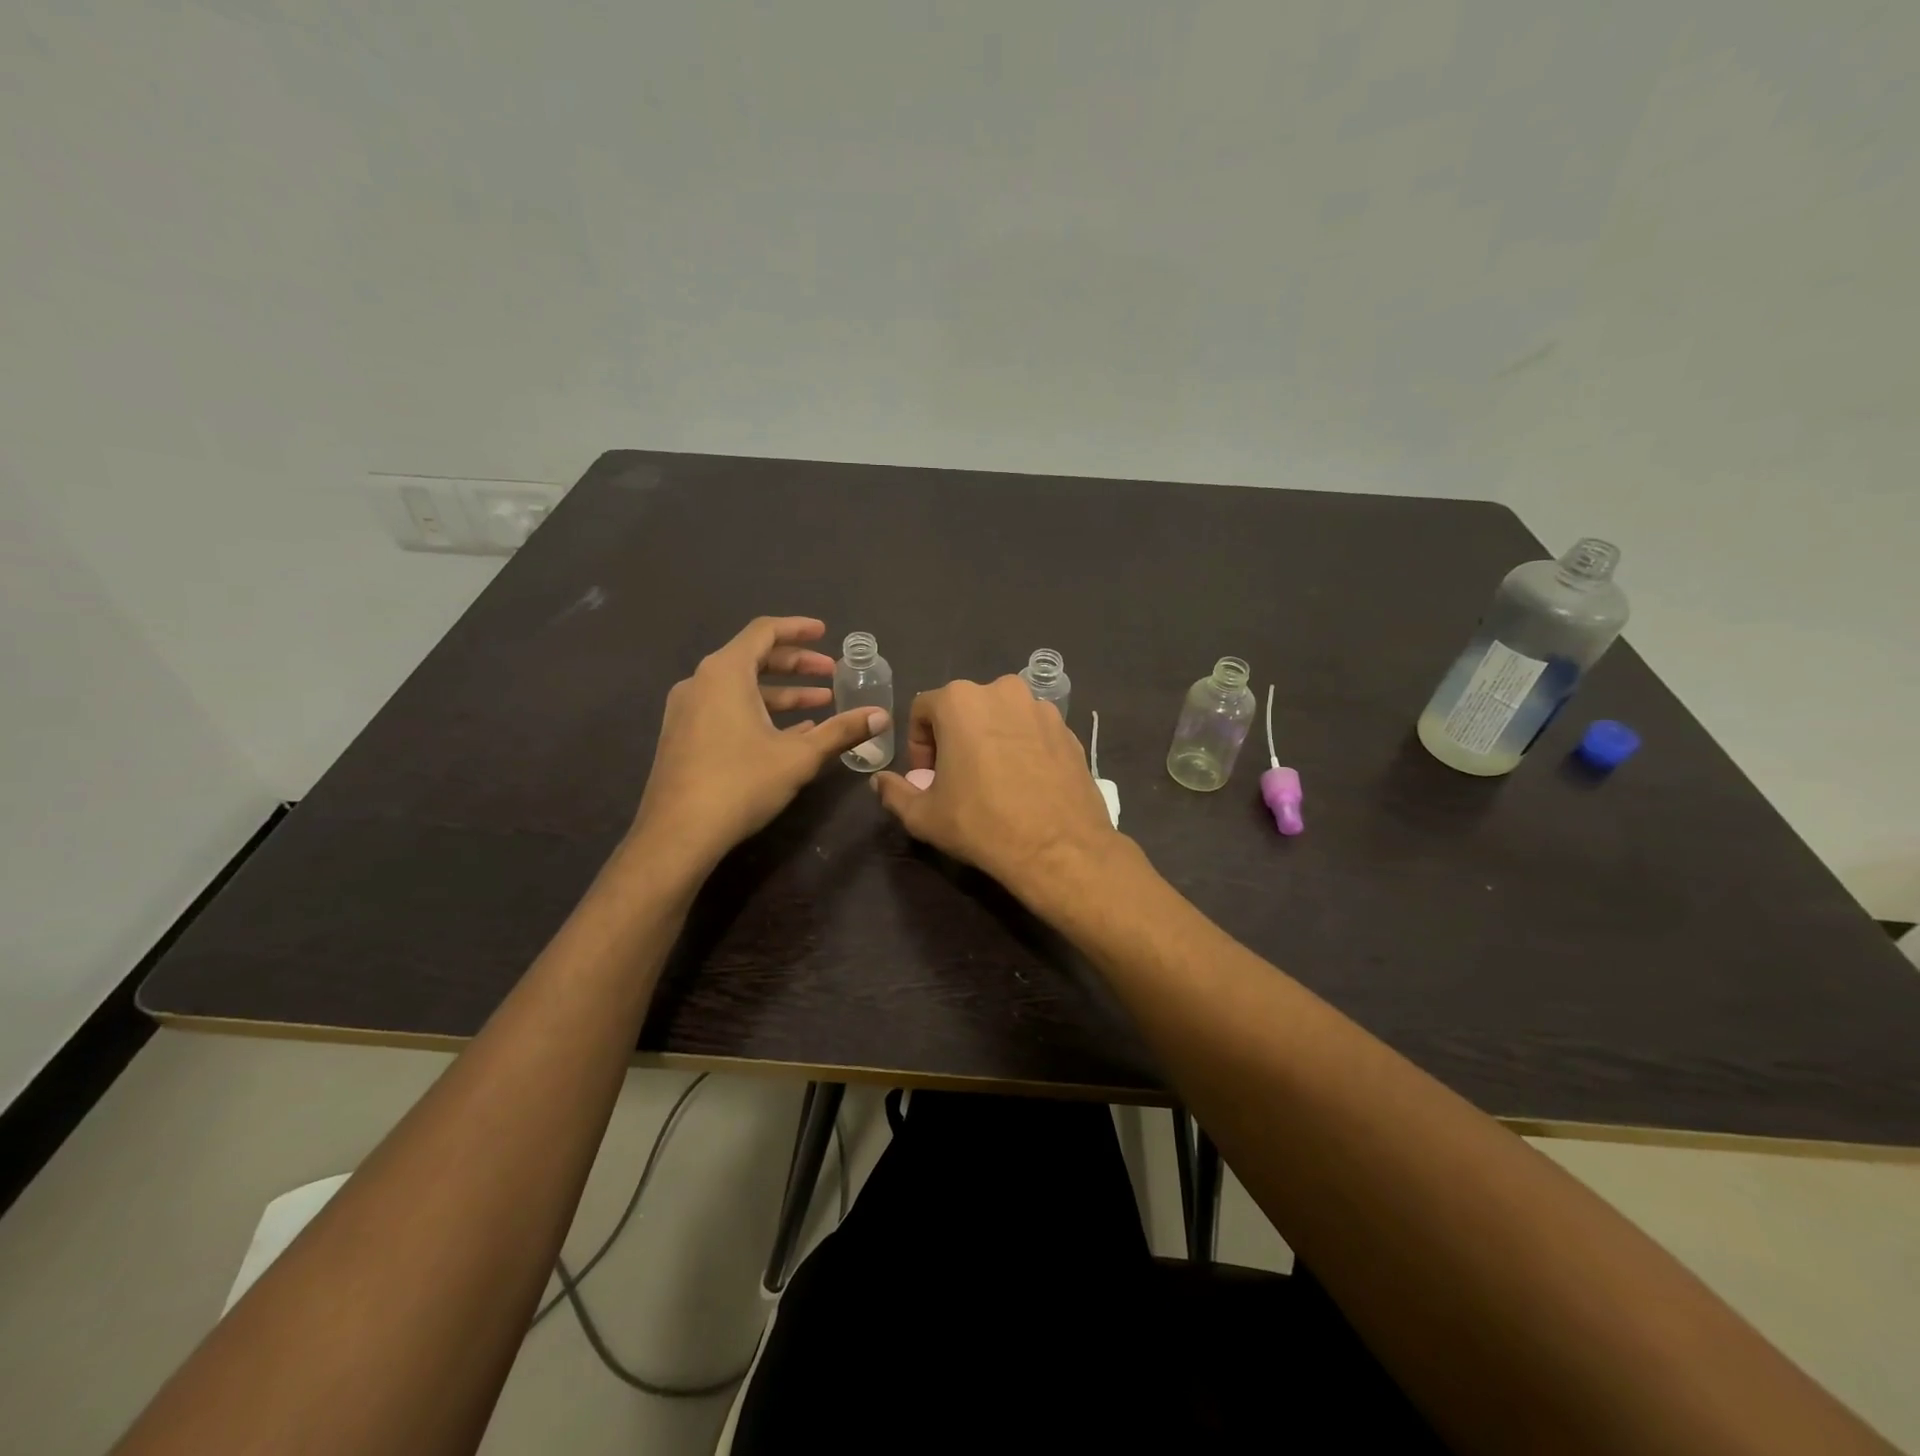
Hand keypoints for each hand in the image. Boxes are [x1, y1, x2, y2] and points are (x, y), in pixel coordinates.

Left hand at [630, 617, 886, 870]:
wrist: (677, 834)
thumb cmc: (740, 783)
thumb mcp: (799, 756)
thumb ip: (841, 731)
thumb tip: (882, 716)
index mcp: (725, 673)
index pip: (764, 632)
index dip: (798, 629)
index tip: (825, 633)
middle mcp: (700, 682)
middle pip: (753, 658)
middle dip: (796, 664)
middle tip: (831, 673)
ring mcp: (686, 710)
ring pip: (740, 688)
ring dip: (781, 692)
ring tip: (819, 706)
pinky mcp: (682, 736)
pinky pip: (726, 709)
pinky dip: (759, 712)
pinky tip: (788, 734)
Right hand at [871, 677, 1120, 903]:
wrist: (1059, 848)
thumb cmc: (982, 824)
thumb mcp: (924, 815)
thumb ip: (894, 792)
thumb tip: (880, 781)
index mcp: (960, 700)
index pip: (922, 710)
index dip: (918, 745)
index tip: (926, 778)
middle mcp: (1003, 691)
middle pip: (964, 709)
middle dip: (954, 739)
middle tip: (957, 780)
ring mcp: (1041, 708)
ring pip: (1001, 718)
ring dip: (989, 740)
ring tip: (993, 781)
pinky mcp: (1068, 730)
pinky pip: (1032, 731)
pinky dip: (1022, 748)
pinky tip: (1024, 784)